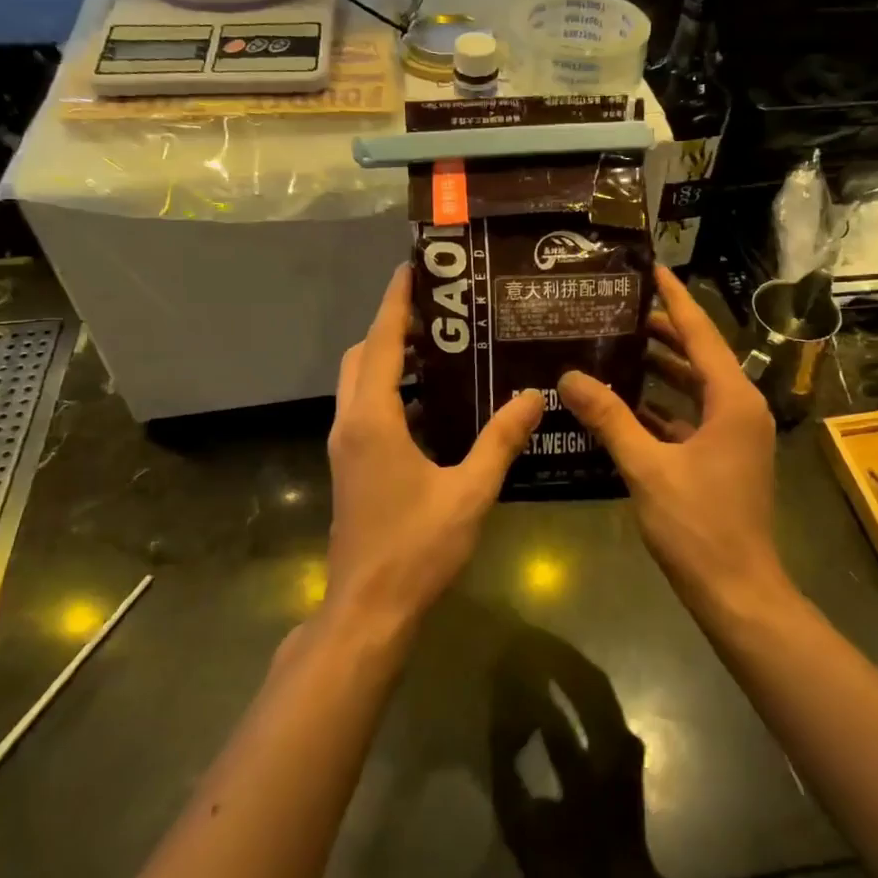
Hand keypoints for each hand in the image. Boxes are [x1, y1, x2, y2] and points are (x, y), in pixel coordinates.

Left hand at [327, 264, 543, 629]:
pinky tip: (435, 407)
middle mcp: (350, 424)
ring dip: (392, 362)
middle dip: (393, 328)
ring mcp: (345, 448)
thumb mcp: (469, 491)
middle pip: (364, 357)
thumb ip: (500, 440)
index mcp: (373, 420)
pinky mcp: (351, 468)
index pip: (382, 343)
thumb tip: (532, 396)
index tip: (413, 268)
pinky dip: (393, 394)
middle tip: (441, 314)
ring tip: (443, 351)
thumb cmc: (416, 547)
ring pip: (361, 385)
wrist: (367, 609)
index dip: (395, 303)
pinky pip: (367, 411)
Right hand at [560, 268, 787, 610]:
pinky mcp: (725, 458)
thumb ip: (609, 418)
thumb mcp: (646, 467)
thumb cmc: (697, 525)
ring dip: (660, 370)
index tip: (650, 269)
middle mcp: (740, 409)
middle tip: (616, 311)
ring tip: (615, 349)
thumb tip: (570, 377)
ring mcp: (735, 435)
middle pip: (699, 356)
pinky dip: (663, 408)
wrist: (736, 590)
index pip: (700, 333)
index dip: (675, 299)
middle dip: (662, 332)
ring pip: (694, 388)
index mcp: (732, 400)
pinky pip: (692, 418)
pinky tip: (625, 406)